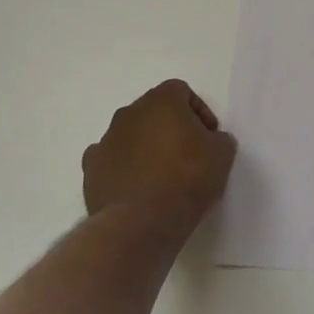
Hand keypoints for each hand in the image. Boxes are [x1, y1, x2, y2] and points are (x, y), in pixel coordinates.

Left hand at [82, 80, 236, 227]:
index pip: (181, 91)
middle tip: (188, 154)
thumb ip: (219, 139)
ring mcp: (106, 140)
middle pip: (153, 111)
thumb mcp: (222, 155)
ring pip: (130, 134)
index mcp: (161, 101)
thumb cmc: (187, 179)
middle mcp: (129, 113)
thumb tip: (211, 141)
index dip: (198, 111)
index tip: (208, 136)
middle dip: (170, 127)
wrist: (140, 222)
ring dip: (146, 146)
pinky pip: (111, 160)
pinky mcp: (91, 169)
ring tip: (162, 175)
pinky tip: (137, 188)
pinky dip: (124, 168)